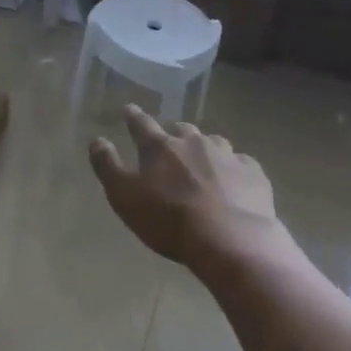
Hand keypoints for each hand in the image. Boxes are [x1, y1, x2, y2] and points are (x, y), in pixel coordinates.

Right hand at [89, 105, 281, 267]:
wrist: (232, 241)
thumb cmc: (169, 220)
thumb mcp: (124, 197)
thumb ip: (107, 166)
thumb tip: (96, 140)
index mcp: (160, 147)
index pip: (141, 124)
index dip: (133, 116)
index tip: (128, 109)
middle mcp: (193, 142)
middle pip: (181, 129)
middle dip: (173, 133)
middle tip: (169, 144)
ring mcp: (227, 155)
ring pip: (213, 142)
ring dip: (205, 149)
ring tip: (203, 163)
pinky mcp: (253, 174)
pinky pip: (241, 163)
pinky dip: (234, 168)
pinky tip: (234, 182)